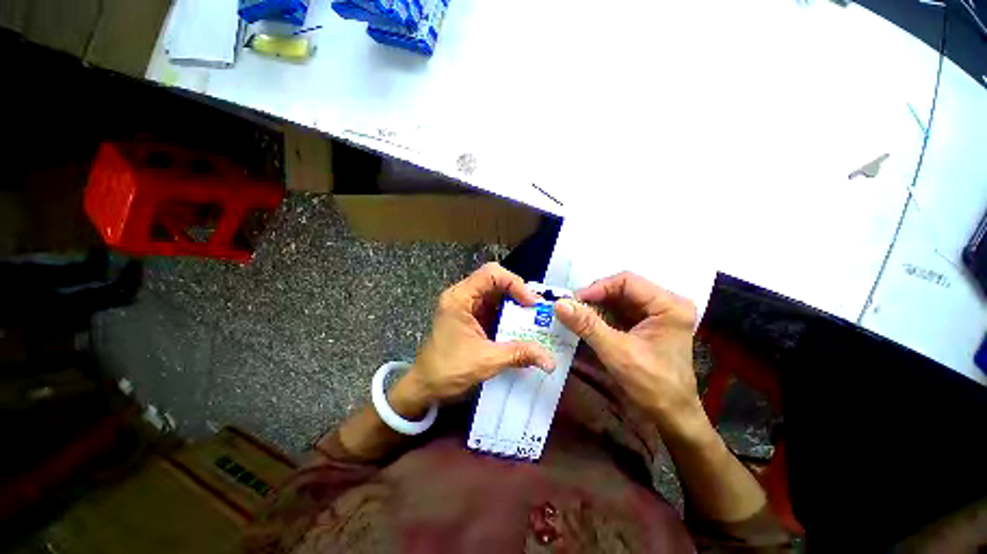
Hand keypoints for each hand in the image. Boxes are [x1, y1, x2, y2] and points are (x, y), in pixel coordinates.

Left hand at [395, 263, 554, 411]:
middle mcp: (462, 296)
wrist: (424, 387)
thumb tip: (551, 360)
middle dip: (518, 293)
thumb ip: (519, 354)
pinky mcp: (470, 317)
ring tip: (533, 318)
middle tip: (537, 310)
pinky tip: (520, 327)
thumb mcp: (486, 360)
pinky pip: (493, 308)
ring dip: (514, 304)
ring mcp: (466, 306)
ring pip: (496, 294)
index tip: (532, 303)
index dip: (515, 283)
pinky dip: (508, 315)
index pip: (491, 273)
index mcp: (460, 298)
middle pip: (495, 280)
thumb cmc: (448, 370)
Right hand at [554, 272, 703, 437]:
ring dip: (594, 307)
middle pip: (621, 289)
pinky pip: (618, 312)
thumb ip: (587, 325)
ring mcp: (655, 315)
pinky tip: (585, 323)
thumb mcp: (616, 352)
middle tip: (570, 308)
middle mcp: (664, 304)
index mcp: (668, 305)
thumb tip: (559, 304)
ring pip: (617, 300)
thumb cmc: (652, 384)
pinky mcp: (645, 326)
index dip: (597, 288)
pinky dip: (600, 317)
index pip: (627, 281)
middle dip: (594, 298)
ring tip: (573, 316)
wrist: (671, 416)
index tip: (573, 301)